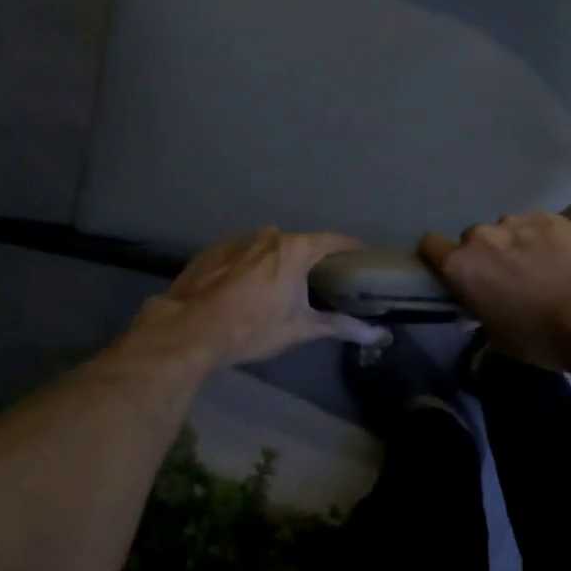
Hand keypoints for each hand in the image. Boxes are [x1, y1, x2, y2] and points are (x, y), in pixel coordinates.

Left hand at [126, 228, 386, 369]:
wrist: (190, 330)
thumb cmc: (253, 328)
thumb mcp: (301, 329)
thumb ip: (342, 326)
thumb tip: (380, 335)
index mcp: (295, 249)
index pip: (336, 241)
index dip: (354, 250)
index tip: (364, 263)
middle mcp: (269, 235)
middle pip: (302, 244)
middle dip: (315, 261)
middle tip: (325, 284)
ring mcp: (239, 239)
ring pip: (271, 248)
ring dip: (281, 263)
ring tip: (284, 288)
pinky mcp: (215, 250)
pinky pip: (245, 254)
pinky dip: (254, 266)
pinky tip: (249, 289)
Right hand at [420, 213, 570, 370]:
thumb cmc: (538, 336)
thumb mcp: (494, 334)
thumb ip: (478, 307)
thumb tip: (481, 300)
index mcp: (461, 266)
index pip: (429, 246)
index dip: (438, 257)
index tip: (453, 272)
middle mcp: (483, 236)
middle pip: (473, 240)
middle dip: (485, 255)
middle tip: (506, 277)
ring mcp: (519, 221)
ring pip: (507, 230)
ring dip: (515, 245)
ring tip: (539, 266)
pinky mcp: (552, 217)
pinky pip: (536, 225)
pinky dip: (543, 239)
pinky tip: (561, 258)